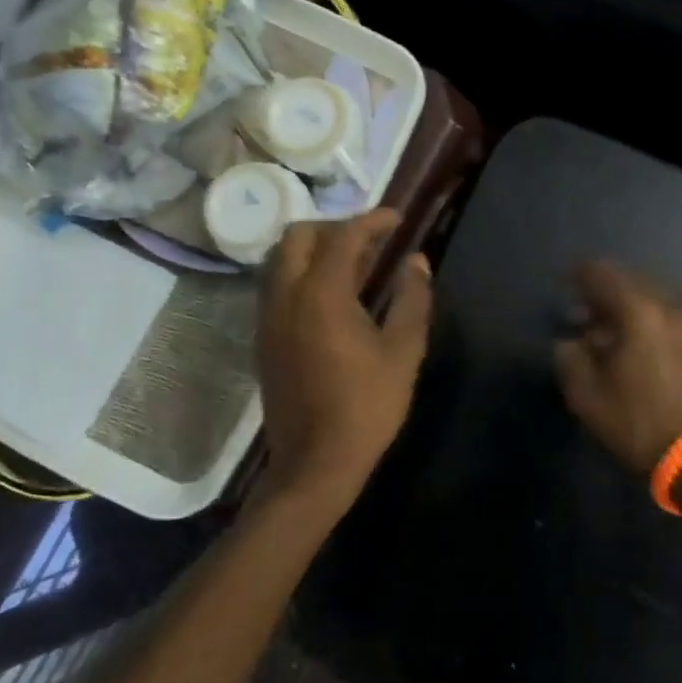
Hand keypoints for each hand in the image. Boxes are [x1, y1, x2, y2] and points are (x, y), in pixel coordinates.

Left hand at [258, 209, 434, 511]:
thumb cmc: (366, 406)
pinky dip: (301, 274)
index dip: (373, 221)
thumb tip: (417, 261)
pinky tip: (333, 297)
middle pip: (297, 236)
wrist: (314, 463)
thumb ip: (412, 299)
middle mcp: (286, 296)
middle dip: (334, 227)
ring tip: (354, 266)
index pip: (343, 236)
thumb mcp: (403, 352)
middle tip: (369, 241)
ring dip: (314, 250)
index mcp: (321, 294)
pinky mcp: (264, 339)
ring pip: (280, 260)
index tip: (398, 219)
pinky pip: (277, 286)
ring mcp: (269, 318)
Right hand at [553, 260, 681, 477]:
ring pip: (648, 300)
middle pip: (629, 282)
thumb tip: (569, 342)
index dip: (578, 275)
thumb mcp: (588, 395)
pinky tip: (628, 347)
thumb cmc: (639, 421)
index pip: (602, 273)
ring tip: (602, 332)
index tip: (562, 285)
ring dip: (623, 308)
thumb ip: (570, 358)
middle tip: (579, 312)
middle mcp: (667, 308)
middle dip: (601, 291)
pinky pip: (662, 318)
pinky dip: (641, 322)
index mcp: (638, 310)